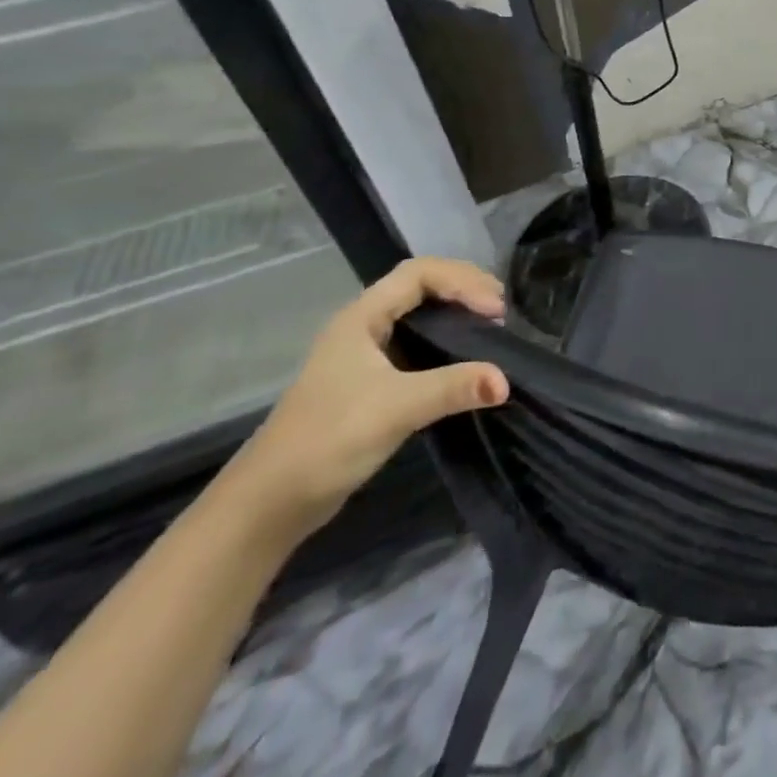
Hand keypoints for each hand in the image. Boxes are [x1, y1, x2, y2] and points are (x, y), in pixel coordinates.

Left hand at [220, 257, 508, 541]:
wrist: (270, 503)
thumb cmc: (328, 440)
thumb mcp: (396, 408)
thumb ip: (452, 388)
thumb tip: (506, 380)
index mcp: (362, 317)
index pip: (420, 273)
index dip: (462, 281)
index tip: (494, 310)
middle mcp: (364, 326)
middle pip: (422, 285)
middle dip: (464, 289)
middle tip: (500, 310)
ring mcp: (366, 354)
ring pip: (419, 314)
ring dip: (456, 312)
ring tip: (491, 326)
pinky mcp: (371, 382)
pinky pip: (417, 342)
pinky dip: (446, 339)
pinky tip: (465, 358)